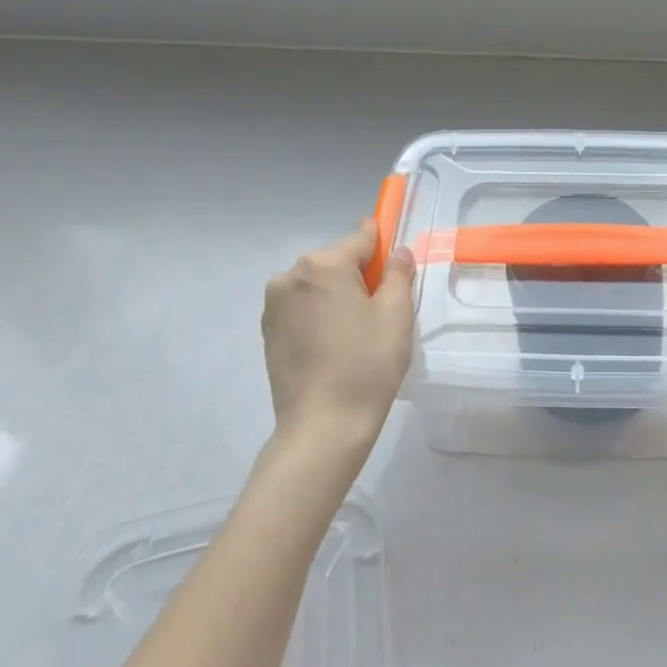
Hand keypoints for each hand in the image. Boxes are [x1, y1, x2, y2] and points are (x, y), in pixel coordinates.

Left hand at [261, 221, 415, 445]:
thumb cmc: (366, 364)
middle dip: (359, 275)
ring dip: (338, 295)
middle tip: (382, 309)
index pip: (361, 239)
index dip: (382, 244)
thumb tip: (397, 252)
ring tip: (358, 332)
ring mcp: (273, 305)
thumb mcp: (396, 314)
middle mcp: (290, 276)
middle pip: (336, 261)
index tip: (395, 255)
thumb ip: (398, 274)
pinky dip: (320, 314)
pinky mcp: (267, 332)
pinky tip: (336, 345)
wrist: (322, 427)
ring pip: (318, 285)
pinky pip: (302, 307)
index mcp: (323, 265)